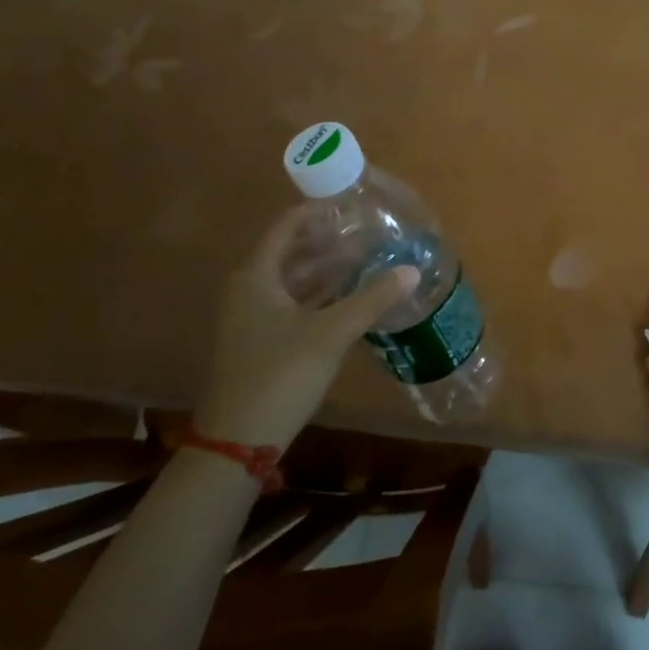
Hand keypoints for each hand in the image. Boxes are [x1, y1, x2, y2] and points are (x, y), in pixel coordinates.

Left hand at [193, 212, 418, 446]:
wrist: (236, 444)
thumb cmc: (280, 374)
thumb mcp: (332, 333)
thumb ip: (372, 298)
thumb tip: (412, 270)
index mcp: (257, 277)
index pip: (288, 226)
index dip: (318, 212)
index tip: (353, 205)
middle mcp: (249, 290)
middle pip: (292, 252)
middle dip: (329, 241)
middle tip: (368, 233)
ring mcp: (252, 319)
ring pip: (294, 281)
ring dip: (327, 270)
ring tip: (367, 260)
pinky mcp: (260, 343)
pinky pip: (294, 305)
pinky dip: (320, 297)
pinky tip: (351, 299)